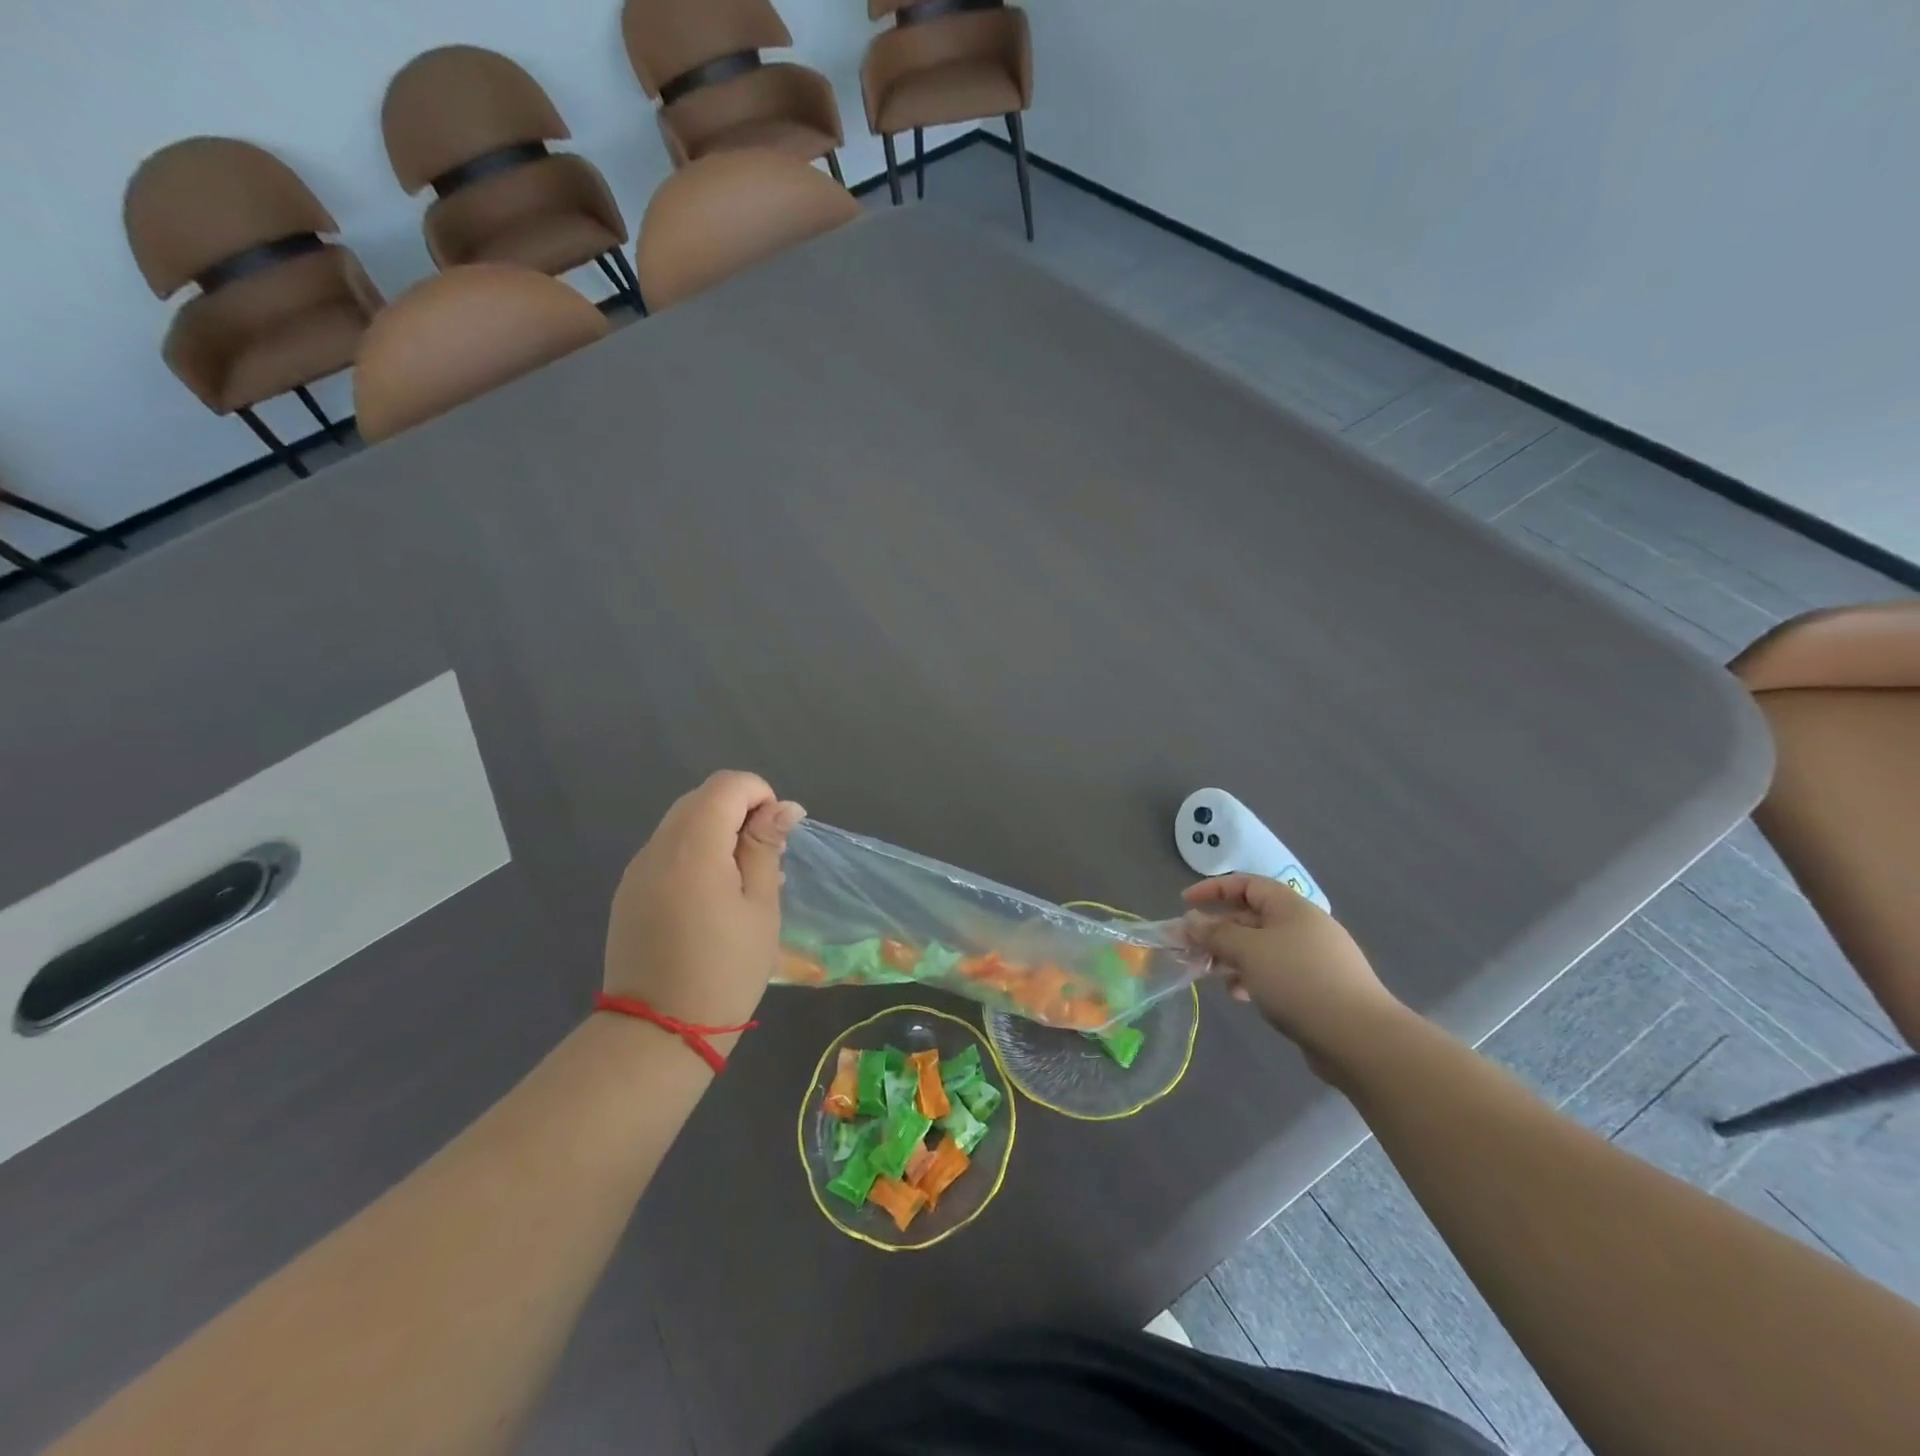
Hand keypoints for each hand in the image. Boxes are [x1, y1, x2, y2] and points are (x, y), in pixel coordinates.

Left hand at [603, 771, 805, 1034]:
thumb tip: (784, 807)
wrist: (657, 1033)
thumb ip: (766, 847)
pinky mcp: (628, 893)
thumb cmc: (724, 969)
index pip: (727, 785)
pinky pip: (667, 852)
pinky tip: (711, 899)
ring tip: (741, 883)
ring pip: (682, 824)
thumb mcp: (760, 906)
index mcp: (692, 846)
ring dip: (717, 834)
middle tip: (765, 860)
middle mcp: (657, 847)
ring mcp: (637, 870)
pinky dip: (695, 855)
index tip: (777, 836)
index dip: (760, 795)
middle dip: (740, 813)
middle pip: (701, 799)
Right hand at [1183, 875, 1403, 1079]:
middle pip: (1251, 917)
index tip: (1184, 903)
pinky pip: (1274, 972)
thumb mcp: (1248, 951)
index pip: (1246, 884)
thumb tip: (1192, 920)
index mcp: (1291, 907)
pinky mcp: (1316, 988)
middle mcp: (1303, 926)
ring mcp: (1312, 958)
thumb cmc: (1298, 981)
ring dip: (1231, 956)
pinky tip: (1239, 995)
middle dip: (1217, 930)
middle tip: (1189, 946)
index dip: (1213, 890)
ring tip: (1209, 974)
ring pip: (1260, 948)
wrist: (1360, 1038)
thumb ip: (1216, 933)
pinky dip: (1251, 977)